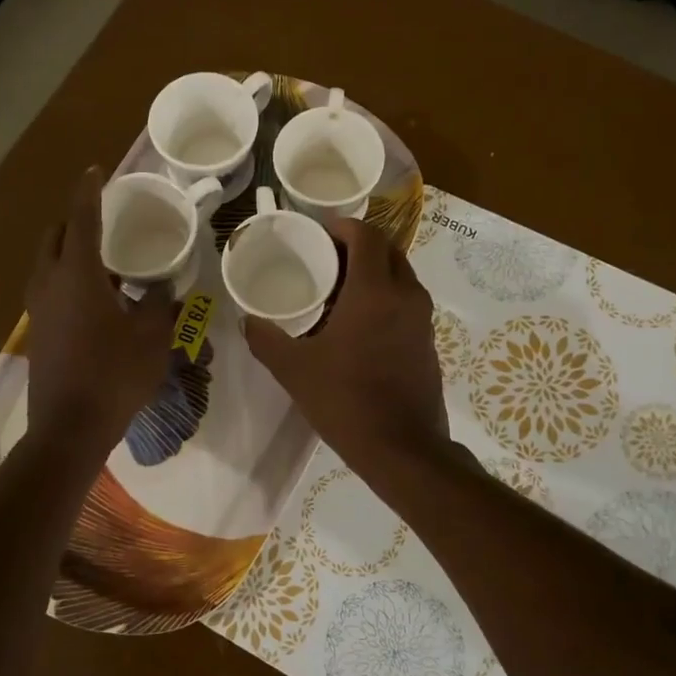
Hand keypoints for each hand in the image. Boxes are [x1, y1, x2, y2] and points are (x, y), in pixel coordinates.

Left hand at [26, 168, 177, 452]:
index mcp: (78, 275)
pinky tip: (94, 296)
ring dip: (68, 250)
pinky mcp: (37, 332)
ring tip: (102, 256)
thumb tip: (165, 288)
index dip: (89, 190)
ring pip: (47, 263)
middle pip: (55, 236)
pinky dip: (66, 277)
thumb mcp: (151, 338)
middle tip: (102, 217)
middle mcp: (50, 284)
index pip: (81, 218)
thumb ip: (160, 305)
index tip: (95, 169)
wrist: (69, 428)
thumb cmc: (114, 376)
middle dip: (74, 219)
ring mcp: (38, 310)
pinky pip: (49, 288)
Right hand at [242, 217, 450, 481]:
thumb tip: (247, 321)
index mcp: (374, 291)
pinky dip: (386, 297)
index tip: (318, 233)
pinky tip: (359, 324)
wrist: (403, 448)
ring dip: (374, 271)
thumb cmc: (346, 401)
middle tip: (326, 258)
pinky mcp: (429, 342)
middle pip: (388, 250)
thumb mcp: (294, 370)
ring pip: (401, 276)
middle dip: (359, 245)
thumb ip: (266, 340)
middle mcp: (405, 295)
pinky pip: (407, 302)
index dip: (342, 226)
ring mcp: (423, 320)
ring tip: (339, 289)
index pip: (366, 235)